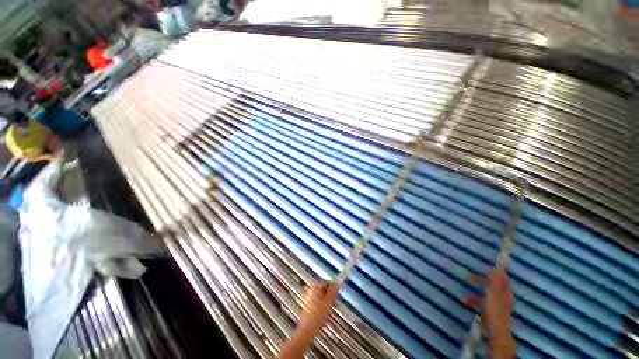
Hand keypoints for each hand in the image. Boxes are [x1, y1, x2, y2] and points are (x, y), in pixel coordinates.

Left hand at [300, 281, 339, 325]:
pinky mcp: (308, 305)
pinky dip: (322, 305)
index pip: (327, 282)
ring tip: (330, 309)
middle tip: (334, 303)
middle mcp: (311, 290)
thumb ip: (333, 290)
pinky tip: (325, 313)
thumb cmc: (319, 314)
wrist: (308, 328)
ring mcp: (308, 297)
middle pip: (324, 289)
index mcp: (315, 287)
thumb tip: (337, 282)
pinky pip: (318, 301)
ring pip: (321, 296)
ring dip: (327, 301)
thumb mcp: (329, 301)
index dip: (334, 288)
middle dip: (330, 295)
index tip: (337, 294)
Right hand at [465, 268, 514, 358]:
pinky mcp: (491, 311)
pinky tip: (467, 302)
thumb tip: (498, 268)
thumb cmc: (494, 309)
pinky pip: (482, 302)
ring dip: (475, 292)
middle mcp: (502, 297)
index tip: (482, 268)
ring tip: (465, 293)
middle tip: (467, 278)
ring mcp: (497, 304)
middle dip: (479, 282)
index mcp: (504, 292)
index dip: (492, 273)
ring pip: (485, 294)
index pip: (500, 278)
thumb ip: (495, 282)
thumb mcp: (494, 293)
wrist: (495, 329)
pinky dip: (475, 300)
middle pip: (491, 285)